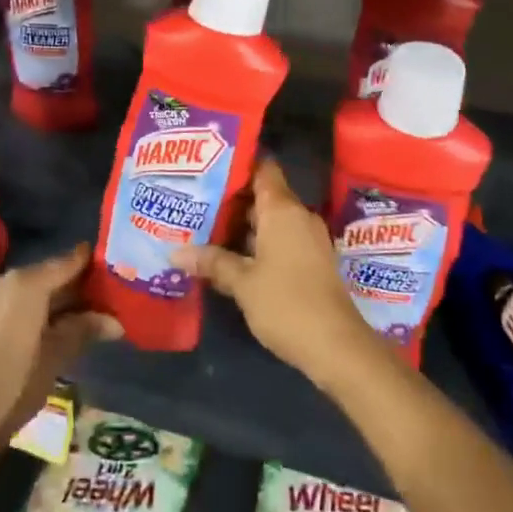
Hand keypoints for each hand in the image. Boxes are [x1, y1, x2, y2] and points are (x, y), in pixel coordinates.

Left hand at [0, 243, 121, 466]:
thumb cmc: (14, 385)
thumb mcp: (56, 356)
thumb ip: (84, 329)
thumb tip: (116, 322)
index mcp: (26, 282)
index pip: (69, 261)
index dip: (94, 263)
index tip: (119, 266)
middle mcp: (8, 280)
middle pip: (52, 274)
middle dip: (81, 286)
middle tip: (113, 296)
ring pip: (37, 289)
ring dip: (63, 300)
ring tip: (96, 313)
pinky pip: (22, 302)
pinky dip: (43, 309)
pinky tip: (65, 324)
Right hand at [174, 160, 384, 392]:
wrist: (337, 347)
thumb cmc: (287, 304)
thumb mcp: (242, 283)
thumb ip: (211, 262)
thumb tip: (175, 252)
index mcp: (283, 210)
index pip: (262, 168)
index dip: (238, 163)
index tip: (208, 164)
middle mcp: (298, 216)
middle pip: (262, 195)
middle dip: (230, 198)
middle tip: (194, 198)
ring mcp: (308, 240)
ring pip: (270, 220)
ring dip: (241, 225)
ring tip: (203, 226)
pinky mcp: (311, 261)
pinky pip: (279, 239)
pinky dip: (256, 243)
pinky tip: (228, 255)